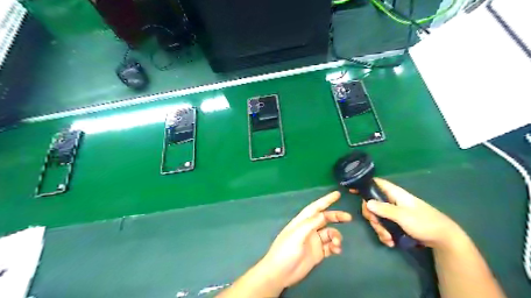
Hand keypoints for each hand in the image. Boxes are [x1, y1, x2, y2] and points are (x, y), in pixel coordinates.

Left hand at [258, 192, 351, 289]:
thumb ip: (310, 224)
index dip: (326, 200)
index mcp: (302, 221)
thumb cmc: (285, 251)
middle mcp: (309, 229)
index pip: (315, 207)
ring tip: (337, 243)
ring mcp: (314, 241)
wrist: (280, 273)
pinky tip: (337, 250)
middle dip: (336, 217)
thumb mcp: (297, 235)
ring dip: (336, 236)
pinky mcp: (317, 253)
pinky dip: (335, 246)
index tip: (337, 194)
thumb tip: (323, 214)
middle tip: (348, 218)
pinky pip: (330, 246)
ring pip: (330, 233)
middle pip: (325, 218)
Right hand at [354, 178, 463, 250]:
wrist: (443, 238)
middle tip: (377, 225)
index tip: (352, 191)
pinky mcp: (396, 222)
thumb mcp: (403, 216)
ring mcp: (394, 212)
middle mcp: (392, 201)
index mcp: (395, 194)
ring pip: (377, 216)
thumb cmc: (424, 222)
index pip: (376, 183)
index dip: (364, 184)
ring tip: (387, 239)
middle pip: (373, 203)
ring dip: (379, 228)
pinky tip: (390, 242)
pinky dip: (385, 233)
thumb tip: (366, 202)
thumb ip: (384, 209)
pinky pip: (384, 225)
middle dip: (372, 217)